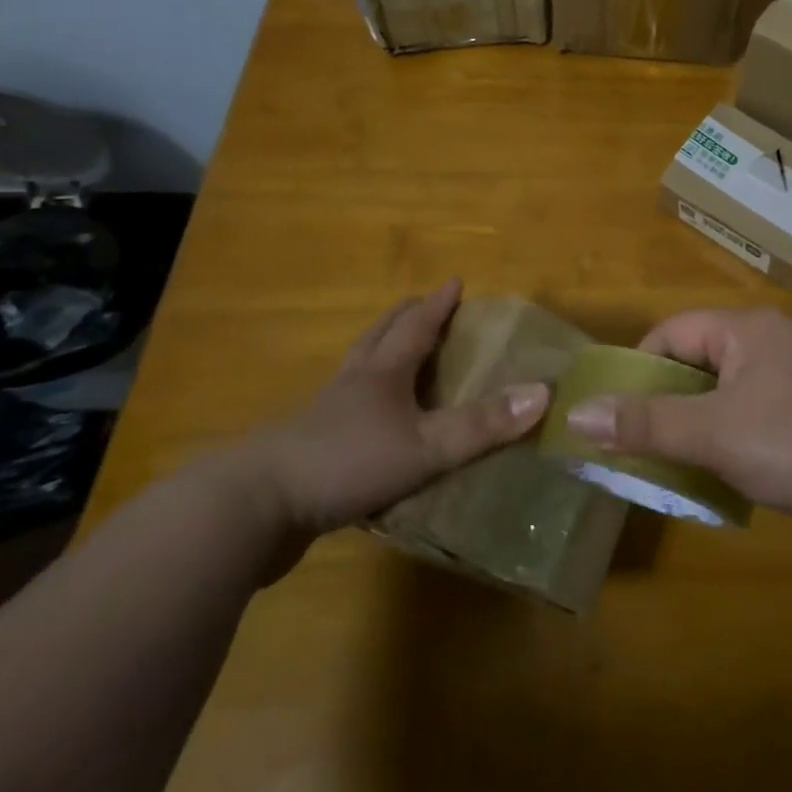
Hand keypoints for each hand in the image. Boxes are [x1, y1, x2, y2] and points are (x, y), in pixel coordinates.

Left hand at [230, 280, 549, 539]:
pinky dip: (358, 406)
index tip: (454, 281)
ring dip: (377, 357)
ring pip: (354, 374)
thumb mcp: (424, 447)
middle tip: (419, 305)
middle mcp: (350, 385)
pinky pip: (339, 416)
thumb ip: (481, 425)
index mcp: (380, 374)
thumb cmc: (343, 464)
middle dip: (403, 320)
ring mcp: (320, 418)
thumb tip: (543, 392)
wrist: (248, 510)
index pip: (415, 327)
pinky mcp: (302, 455)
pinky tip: (364, 428)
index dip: (438, 305)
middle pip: (378, 339)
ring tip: (390, 357)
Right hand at [564, 308, 791, 545]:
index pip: (674, 330)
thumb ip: (646, 423)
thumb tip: (577, 413)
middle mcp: (774, 336)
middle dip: (668, 396)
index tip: (618, 413)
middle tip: (643, 441)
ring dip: (699, 417)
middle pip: (701, 355)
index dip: (640, 367)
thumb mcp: (713, 435)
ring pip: (728, 383)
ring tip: (679, 457)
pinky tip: (729, 465)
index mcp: (748, 327)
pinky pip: (756, 403)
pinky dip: (732, 427)